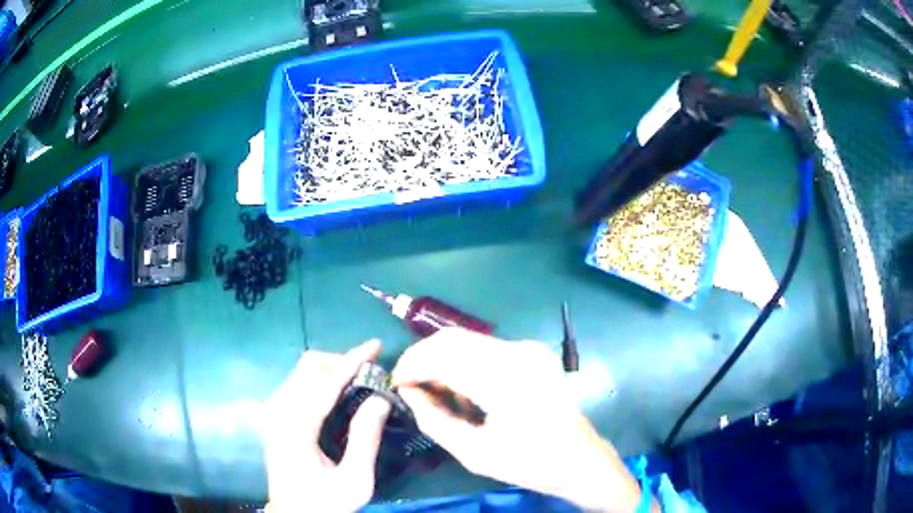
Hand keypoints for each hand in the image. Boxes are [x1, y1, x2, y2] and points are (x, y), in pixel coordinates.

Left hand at [262, 340, 391, 512]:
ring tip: (359, 380)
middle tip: (370, 372)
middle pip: (308, 367)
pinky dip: (321, 379)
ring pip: (302, 371)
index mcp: (296, 429)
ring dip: (331, 369)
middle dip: (341, 361)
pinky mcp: (275, 416)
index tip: (375, 345)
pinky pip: (298, 382)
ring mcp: (273, 412)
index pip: (325, 384)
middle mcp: (279, 412)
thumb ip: (365, 439)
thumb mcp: (355, 481)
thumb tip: (380, 399)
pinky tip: (338, 393)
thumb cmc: (325, 502)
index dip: (352, 361)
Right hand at [392, 328, 645, 512]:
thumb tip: (408, 394)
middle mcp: (517, 353)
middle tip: (409, 386)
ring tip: (434, 393)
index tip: (395, 385)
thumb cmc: (529, 462)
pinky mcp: (530, 352)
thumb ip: (434, 421)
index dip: (411, 367)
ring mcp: (526, 349)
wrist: (579, 458)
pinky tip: (461, 391)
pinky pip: (483, 348)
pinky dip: (462, 363)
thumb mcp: (473, 452)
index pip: (442, 357)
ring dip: (441, 360)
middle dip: (422, 358)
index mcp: (505, 380)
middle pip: (451, 339)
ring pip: (465, 340)